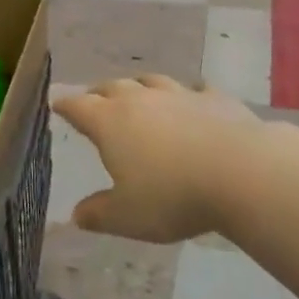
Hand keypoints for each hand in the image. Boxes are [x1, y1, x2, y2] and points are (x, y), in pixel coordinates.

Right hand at [52, 75, 270, 242]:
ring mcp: (179, 95)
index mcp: (110, 122)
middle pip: (111, 87)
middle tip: (94, 101)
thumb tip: (76, 214)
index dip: (65, 105)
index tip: (56, 103)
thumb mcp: (128, 217)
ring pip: (151, 81)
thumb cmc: (173, 196)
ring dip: (140, 87)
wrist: (242, 172)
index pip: (78, 106)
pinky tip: (194, 101)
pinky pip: (196, 90)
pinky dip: (188, 95)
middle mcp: (139, 100)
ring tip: (138, 94)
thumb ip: (99, 214)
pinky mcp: (215, 99)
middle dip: (99, 93)